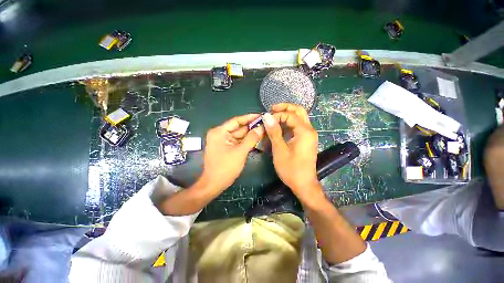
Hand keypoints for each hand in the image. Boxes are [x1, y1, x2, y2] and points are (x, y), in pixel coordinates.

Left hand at [199, 114, 264, 194]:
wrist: (213, 184)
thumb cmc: (225, 167)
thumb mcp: (240, 152)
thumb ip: (251, 139)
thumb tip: (261, 128)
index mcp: (219, 132)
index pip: (236, 121)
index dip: (249, 118)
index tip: (261, 115)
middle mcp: (220, 134)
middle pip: (238, 128)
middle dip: (251, 127)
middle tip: (265, 124)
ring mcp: (222, 141)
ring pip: (239, 135)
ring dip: (250, 134)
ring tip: (264, 130)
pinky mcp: (226, 148)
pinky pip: (238, 142)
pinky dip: (246, 141)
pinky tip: (257, 139)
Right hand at [262, 103, 320, 199]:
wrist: (304, 184)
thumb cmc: (291, 169)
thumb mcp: (280, 150)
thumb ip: (274, 132)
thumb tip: (267, 116)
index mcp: (305, 131)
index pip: (290, 115)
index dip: (277, 115)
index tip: (266, 120)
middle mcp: (310, 130)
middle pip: (299, 111)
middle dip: (285, 108)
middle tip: (272, 109)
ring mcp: (309, 135)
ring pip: (299, 118)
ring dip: (287, 114)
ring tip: (274, 116)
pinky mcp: (306, 140)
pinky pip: (298, 126)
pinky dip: (289, 123)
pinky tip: (280, 126)